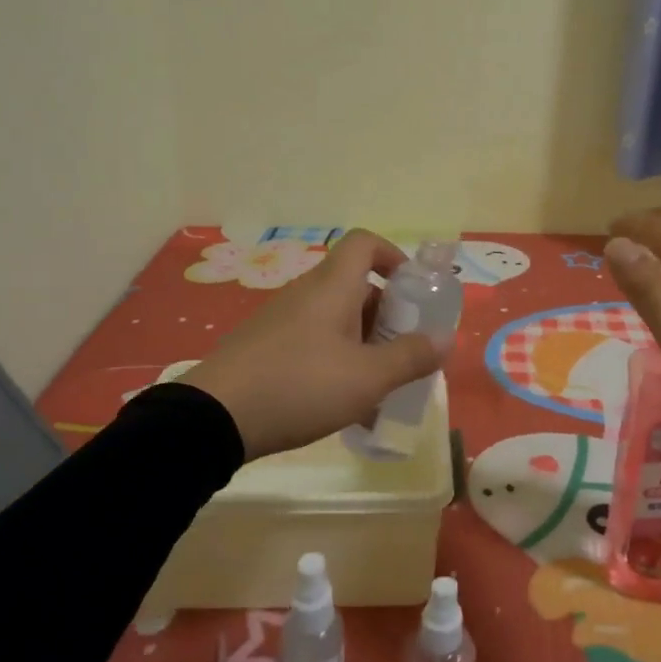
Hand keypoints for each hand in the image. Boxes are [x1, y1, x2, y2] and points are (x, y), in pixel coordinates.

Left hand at [178, 230, 445, 459]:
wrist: (214, 418)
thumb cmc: (301, 385)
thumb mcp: (368, 378)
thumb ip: (410, 357)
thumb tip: (445, 339)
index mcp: (332, 286)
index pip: (364, 243)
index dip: (394, 256)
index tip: (414, 291)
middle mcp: (306, 294)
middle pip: (355, 285)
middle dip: (387, 315)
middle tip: (404, 351)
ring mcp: (282, 321)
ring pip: (335, 319)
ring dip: (363, 344)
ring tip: (379, 386)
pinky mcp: (265, 348)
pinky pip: (313, 343)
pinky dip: (336, 363)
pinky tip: (345, 407)